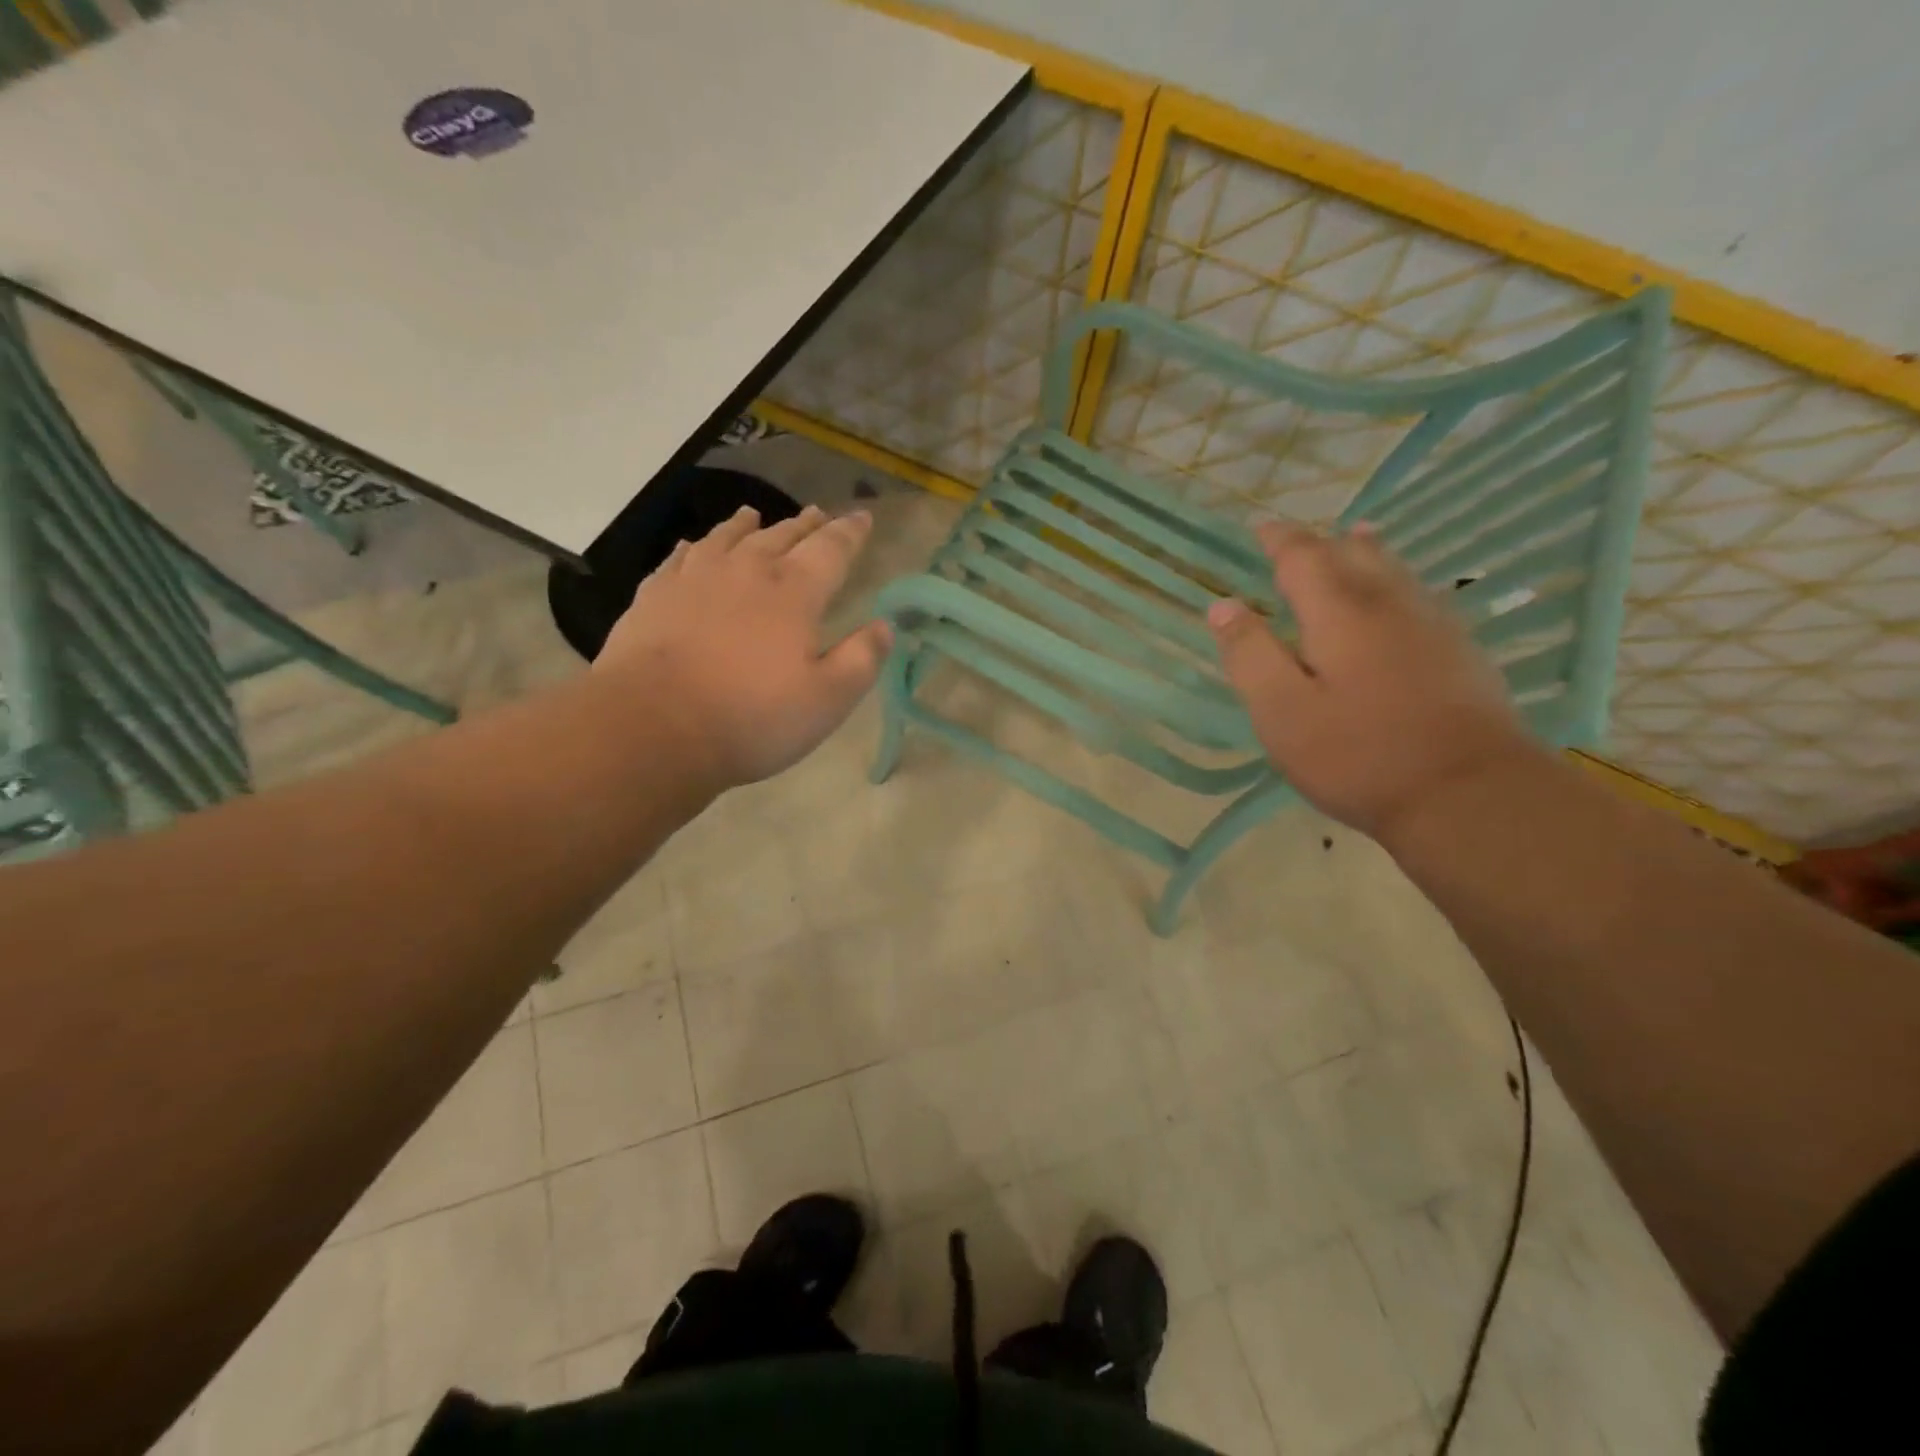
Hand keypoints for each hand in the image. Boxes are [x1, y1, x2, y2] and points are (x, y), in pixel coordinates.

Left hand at [595, 504, 891, 791]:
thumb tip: (885, 626)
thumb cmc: (752, 718)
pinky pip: (679, 558)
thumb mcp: (828, 699)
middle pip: (781, 536)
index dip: (850, 533)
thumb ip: (862, 659)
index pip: (831, 550)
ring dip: (746, 524)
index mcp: (794, 593)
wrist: (653, 728)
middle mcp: (746, 572)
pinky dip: (694, 547)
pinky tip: (692, 546)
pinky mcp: (654, 596)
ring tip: (755, 514)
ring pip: (727, 538)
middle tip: (818, 514)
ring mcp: (695, 579)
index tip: (863, 518)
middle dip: (805, 525)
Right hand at [1207, 521, 1538, 839]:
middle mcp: (1389, 604)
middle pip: (1354, 554)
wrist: (1469, 794)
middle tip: (1300, 538)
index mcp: (1339, 612)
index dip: (1280, 540)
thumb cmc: (1359, 755)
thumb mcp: (1282, 711)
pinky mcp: (1462, 652)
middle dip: (1322, 541)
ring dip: (1366, 551)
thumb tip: (1223, 605)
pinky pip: (1421, 595)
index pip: (1303, 557)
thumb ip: (1250, 655)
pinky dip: (1397, 580)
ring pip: (1395, 570)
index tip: (1261, 528)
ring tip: (1355, 536)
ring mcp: (1434, 625)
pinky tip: (1402, 597)